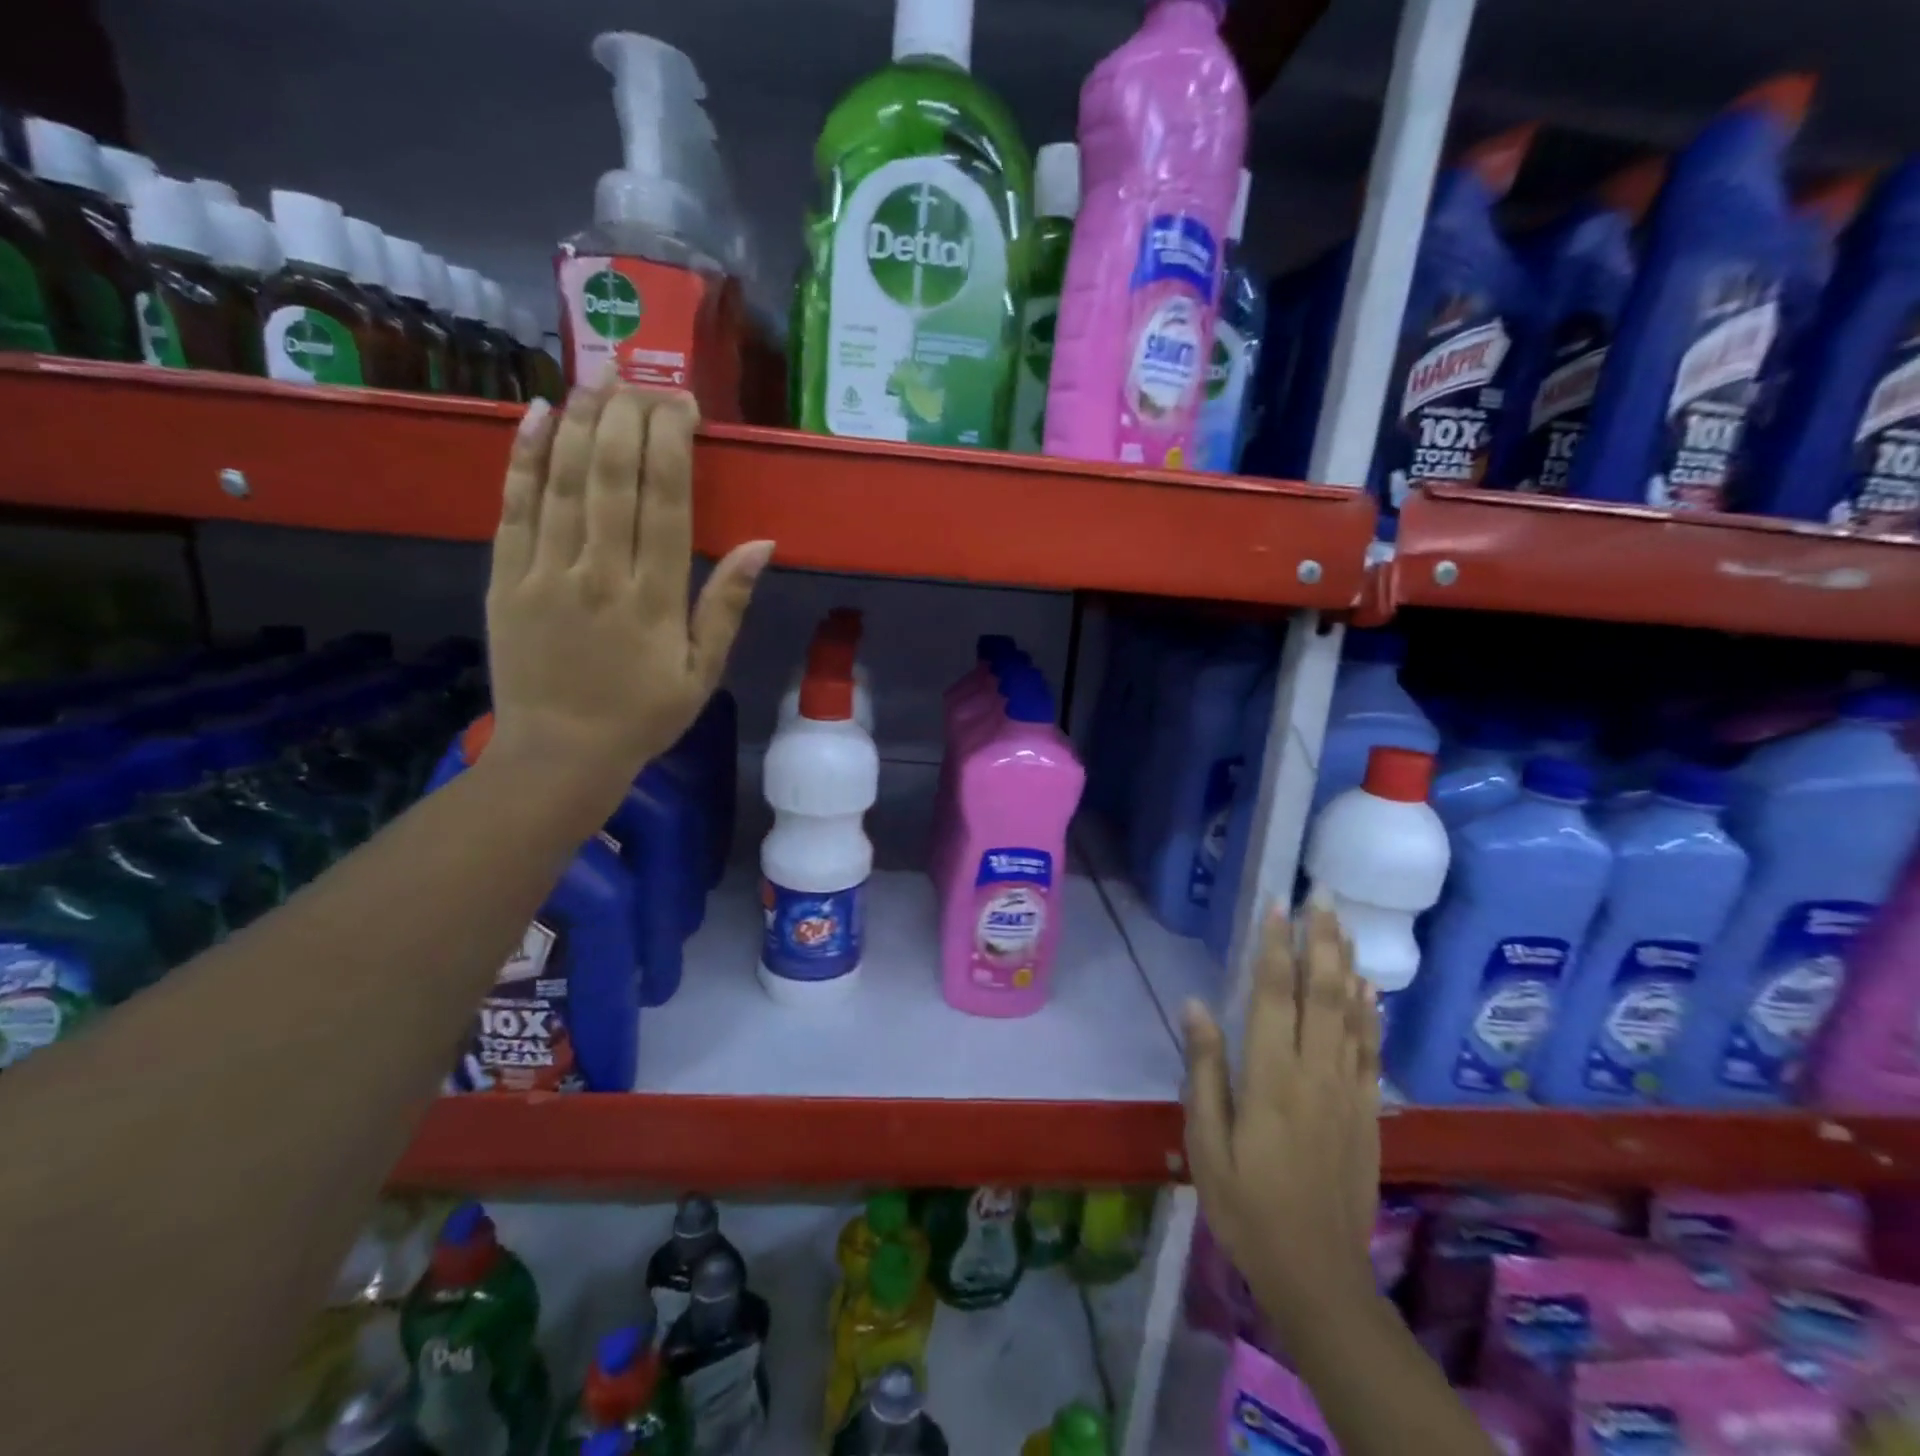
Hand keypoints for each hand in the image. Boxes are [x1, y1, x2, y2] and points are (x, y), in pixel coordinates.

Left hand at [485, 384, 772, 793]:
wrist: (559, 755)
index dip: (673, 443)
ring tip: (598, 376)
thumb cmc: (643, 716)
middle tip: (643, 378)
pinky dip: (525, 458)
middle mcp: (600, 573)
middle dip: (629, 416)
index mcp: (655, 599)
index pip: (665, 501)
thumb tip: (762, 543)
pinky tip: (538, 415)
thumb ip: (726, 605)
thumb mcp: (703, 672)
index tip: (683, 404)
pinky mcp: (506, 578)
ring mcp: (546, 572)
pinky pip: (514, 507)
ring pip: (564, 480)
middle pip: (613, 476)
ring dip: (582, 421)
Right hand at [1183, 904, 1381, 1341]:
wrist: (1319, 1275)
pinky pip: (1371, 1050)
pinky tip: (1370, 987)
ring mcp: (1348, 1091)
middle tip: (1321, 894)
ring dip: (1346, 963)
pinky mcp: (1367, 1112)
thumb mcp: (1207, 1142)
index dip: (1275, 947)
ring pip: (1352, 1013)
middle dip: (1320, 939)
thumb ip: (1204, 1069)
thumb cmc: (1247, 1206)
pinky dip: (1372, 1012)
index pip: (1274, 995)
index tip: (1277, 905)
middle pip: (1322, 992)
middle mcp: (1315, 1073)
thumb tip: (1196, 1004)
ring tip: (1343, 923)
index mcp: (1271, 1077)